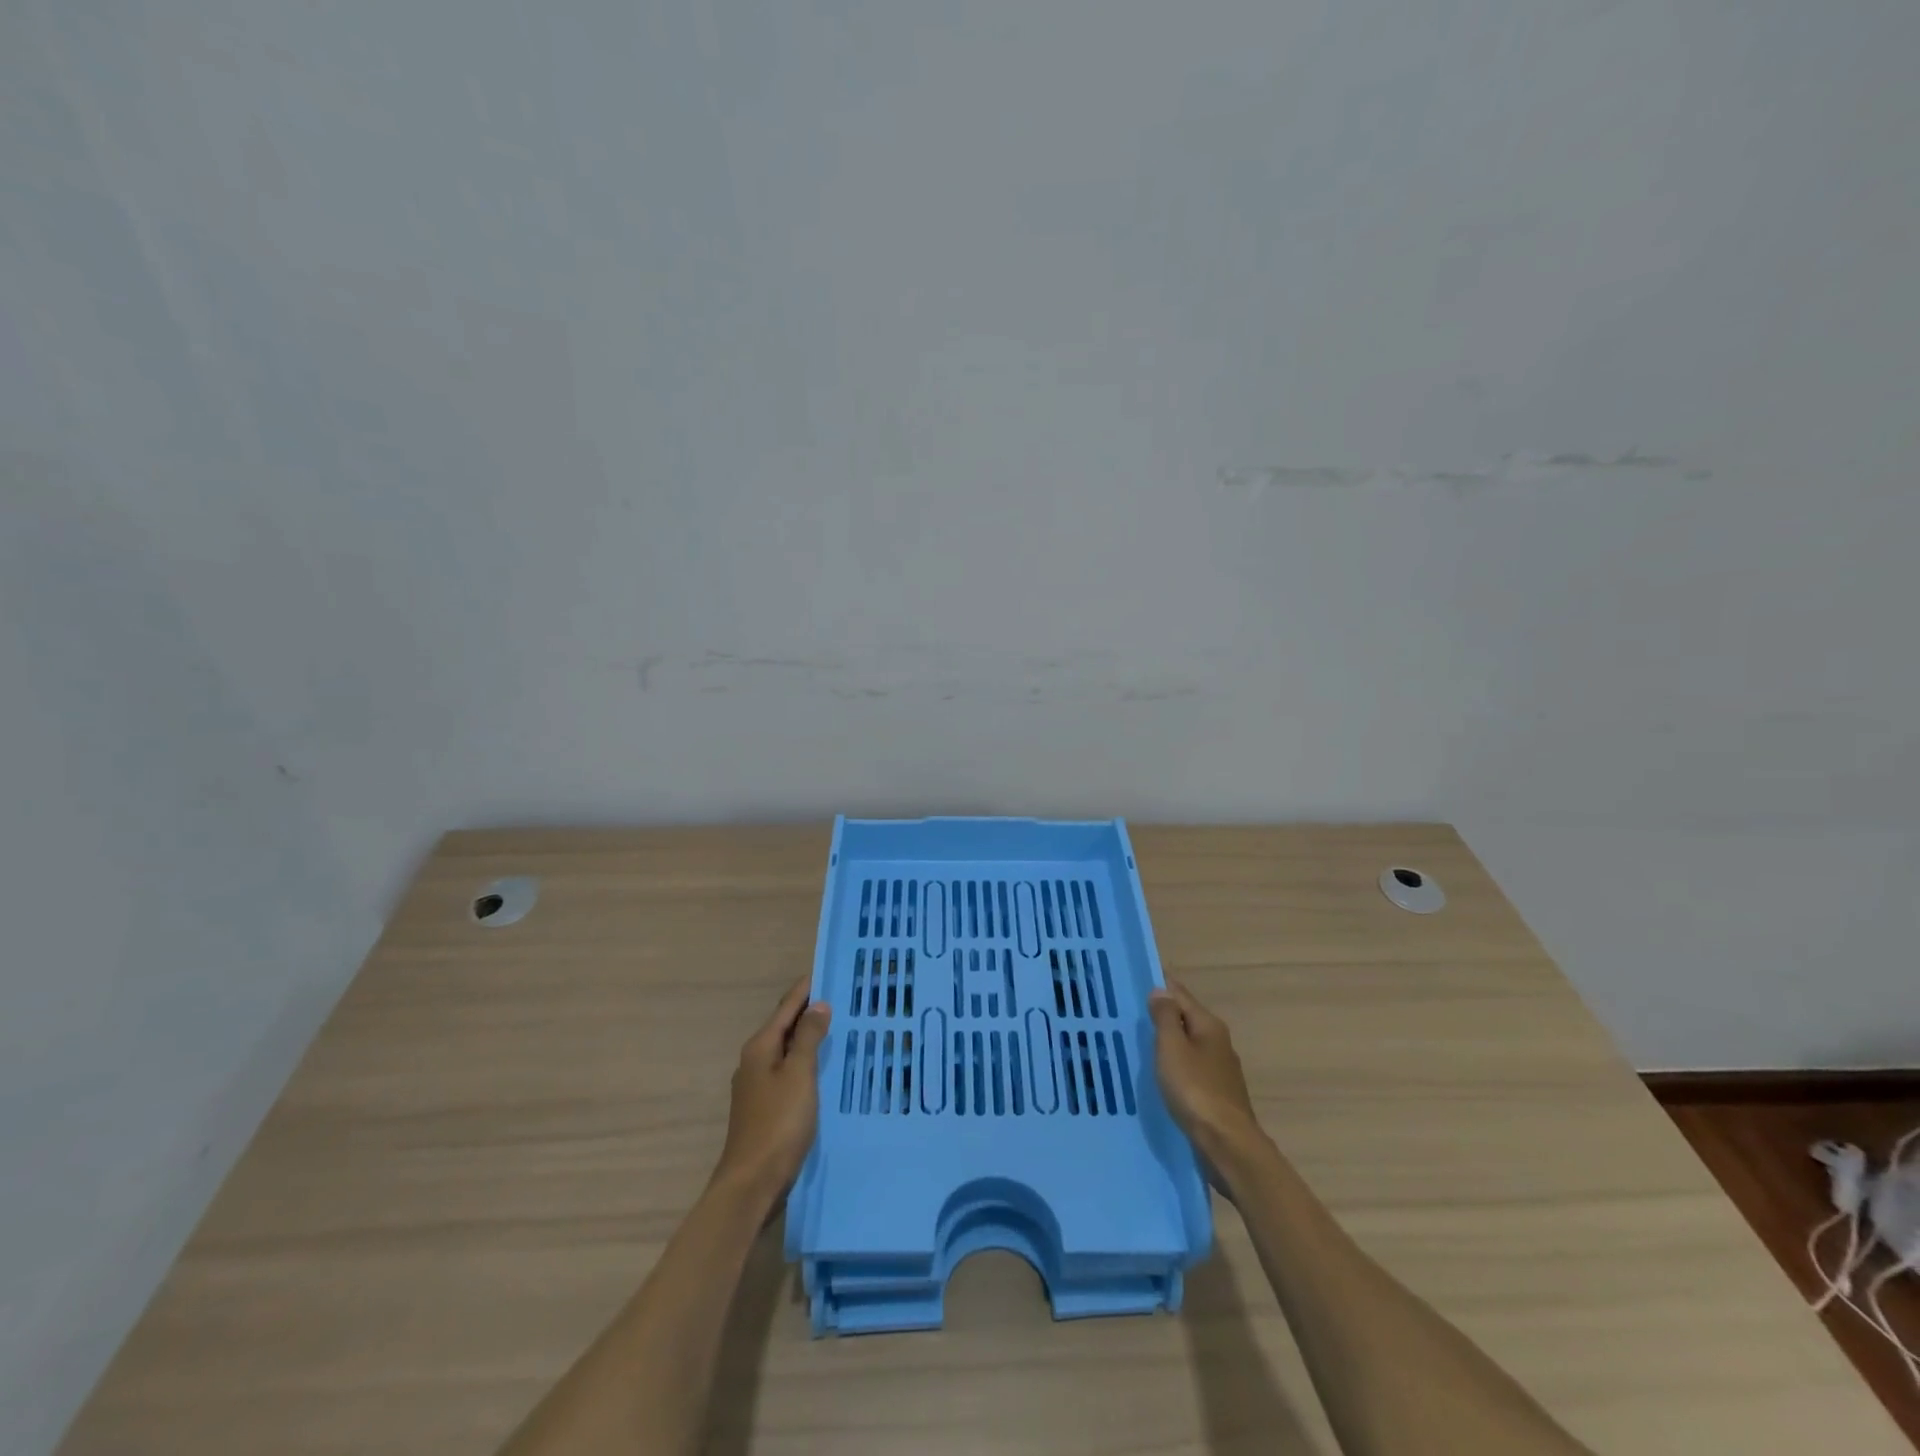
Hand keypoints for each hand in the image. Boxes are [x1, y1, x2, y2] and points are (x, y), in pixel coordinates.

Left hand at [711, 977, 831, 1205]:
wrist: (751, 1183)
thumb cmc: (778, 1124)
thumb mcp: (799, 1075)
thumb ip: (809, 1038)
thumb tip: (818, 1005)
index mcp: (760, 1047)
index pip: (786, 1006)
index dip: (806, 988)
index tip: (827, 970)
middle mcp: (755, 1060)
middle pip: (785, 1026)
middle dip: (809, 1011)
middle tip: (840, 996)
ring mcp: (757, 1085)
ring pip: (787, 1050)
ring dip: (809, 1036)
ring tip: (837, 1025)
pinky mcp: (765, 1107)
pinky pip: (788, 1071)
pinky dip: (806, 1060)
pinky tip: (824, 1067)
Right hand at [1149, 982, 1265, 1169]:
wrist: (1227, 1145)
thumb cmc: (1195, 1090)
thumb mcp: (1172, 1048)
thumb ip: (1166, 1017)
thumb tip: (1161, 991)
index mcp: (1209, 1025)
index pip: (1181, 994)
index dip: (1160, 987)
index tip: (1137, 983)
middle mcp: (1218, 1042)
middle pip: (1187, 1018)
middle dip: (1164, 1014)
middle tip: (1132, 1013)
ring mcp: (1220, 1069)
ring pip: (1189, 1045)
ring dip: (1169, 1042)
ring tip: (1141, 1043)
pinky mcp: (1218, 1093)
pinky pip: (1192, 1068)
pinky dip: (1176, 1065)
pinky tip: (1162, 1074)